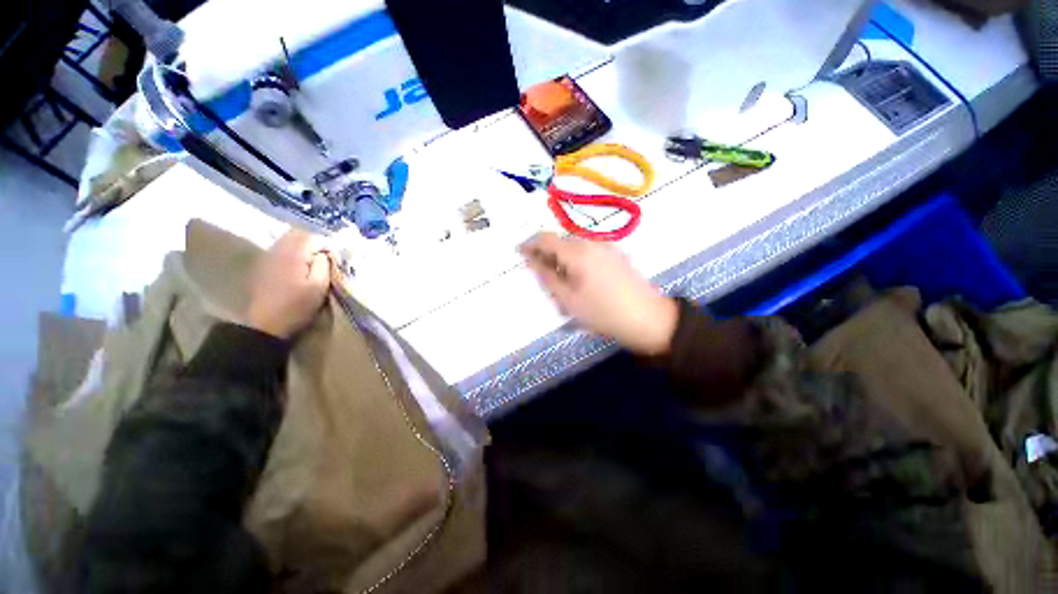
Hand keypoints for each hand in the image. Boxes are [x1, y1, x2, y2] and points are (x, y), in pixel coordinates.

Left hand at [244, 229, 331, 338]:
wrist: (265, 324)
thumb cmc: (296, 306)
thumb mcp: (319, 286)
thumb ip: (325, 264)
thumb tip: (326, 253)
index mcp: (293, 253)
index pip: (315, 237)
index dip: (329, 247)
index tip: (335, 262)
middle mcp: (278, 249)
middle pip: (300, 233)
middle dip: (316, 243)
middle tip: (326, 259)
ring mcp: (268, 255)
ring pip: (289, 239)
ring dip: (304, 247)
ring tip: (314, 263)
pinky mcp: (264, 264)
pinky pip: (281, 248)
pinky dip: (293, 252)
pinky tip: (298, 267)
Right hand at [520, 233, 678, 355]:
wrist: (648, 318)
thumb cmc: (603, 312)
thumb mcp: (568, 300)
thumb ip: (547, 277)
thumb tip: (532, 261)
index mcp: (578, 252)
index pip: (546, 238)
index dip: (530, 244)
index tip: (520, 254)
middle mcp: (592, 242)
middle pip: (561, 241)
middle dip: (547, 254)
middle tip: (541, 275)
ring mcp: (607, 247)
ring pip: (575, 246)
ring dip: (562, 258)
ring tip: (561, 281)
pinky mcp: (616, 254)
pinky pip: (589, 251)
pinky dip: (577, 260)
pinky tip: (580, 279)